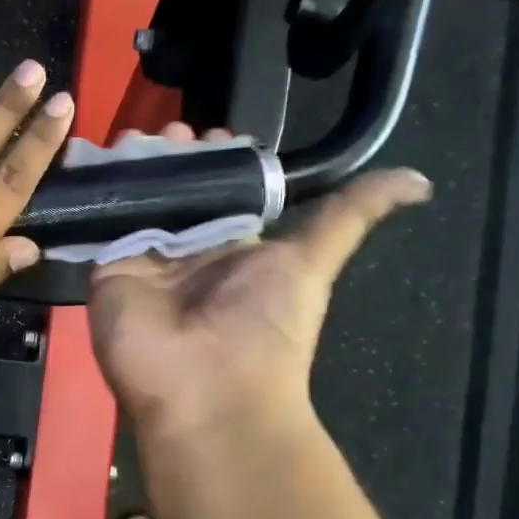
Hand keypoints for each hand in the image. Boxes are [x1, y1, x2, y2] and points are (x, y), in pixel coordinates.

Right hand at [88, 123, 430, 436]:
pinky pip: (101, 221)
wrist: (204, 388)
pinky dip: (99, 191)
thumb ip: (349, 217)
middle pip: (174, 188)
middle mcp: (186, 248)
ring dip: (134, 166)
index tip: (210, 132)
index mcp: (232, 245)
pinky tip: (98, 159)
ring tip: (133, 136)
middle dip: (171, 155)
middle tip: (167, 130)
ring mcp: (142, 257)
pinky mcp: (106, 266)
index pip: (219, 187)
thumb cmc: (263, 325)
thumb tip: (421, 181)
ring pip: (135, 198)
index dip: (215, 156)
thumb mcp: (313, 262)